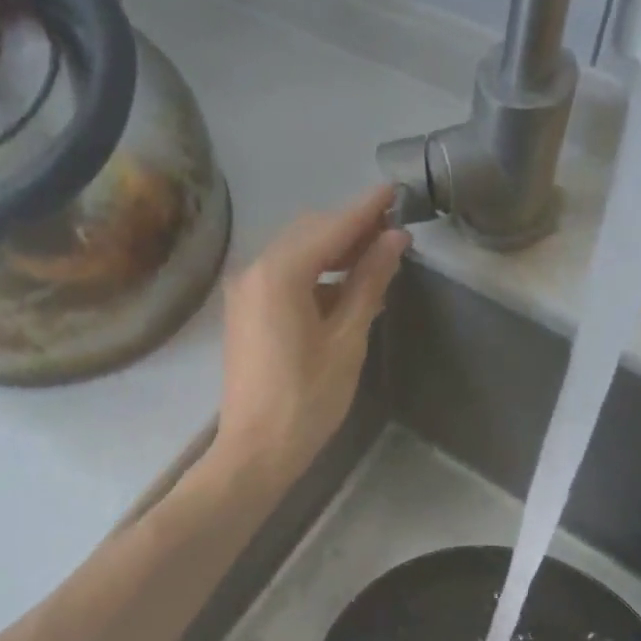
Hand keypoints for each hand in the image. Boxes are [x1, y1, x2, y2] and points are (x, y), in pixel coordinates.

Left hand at [213, 186, 409, 485]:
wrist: (256, 450)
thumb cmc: (307, 401)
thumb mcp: (346, 341)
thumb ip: (369, 283)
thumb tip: (394, 240)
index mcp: (279, 275)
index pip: (330, 227)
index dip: (366, 209)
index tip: (396, 191)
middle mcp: (253, 272)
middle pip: (308, 234)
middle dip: (349, 229)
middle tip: (393, 233)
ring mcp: (244, 292)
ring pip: (294, 255)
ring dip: (332, 252)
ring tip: (376, 260)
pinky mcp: (244, 313)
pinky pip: (282, 278)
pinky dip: (314, 276)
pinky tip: (344, 290)